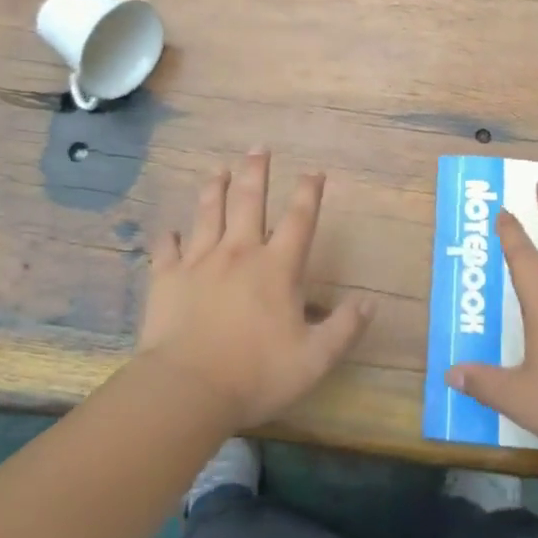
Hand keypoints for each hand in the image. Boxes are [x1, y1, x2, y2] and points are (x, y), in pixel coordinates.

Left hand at [136, 151, 373, 431]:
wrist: (187, 389)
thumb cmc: (256, 374)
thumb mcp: (314, 360)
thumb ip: (344, 328)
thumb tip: (370, 303)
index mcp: (277, 268)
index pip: (299, 219)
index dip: (309, 192)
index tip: (314, 171)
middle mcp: (239, 252)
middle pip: (249, 201)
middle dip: (256, 172)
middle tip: (258, 148)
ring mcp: (199, 262)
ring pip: (208, 214)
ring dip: (215, 189)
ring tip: (218, 170)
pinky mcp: (167, 278)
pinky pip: (166, 250)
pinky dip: (169, 238)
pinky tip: (169, 231)